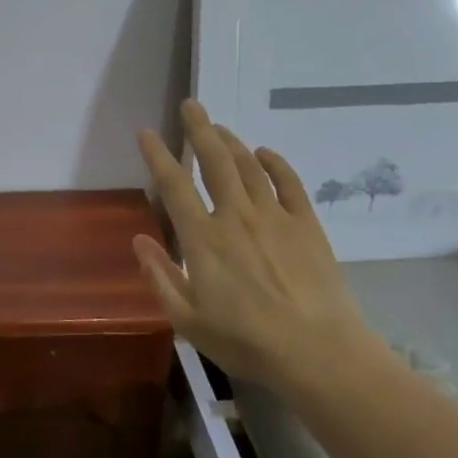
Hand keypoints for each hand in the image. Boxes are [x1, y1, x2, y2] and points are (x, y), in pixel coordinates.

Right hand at [134, 101, 377, 390]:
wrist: (318, 352)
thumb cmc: (246, 341)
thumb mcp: (187, 320)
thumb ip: (160, 277)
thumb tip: (139, 240)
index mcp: (203, 239)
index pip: (174, 185)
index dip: (157, 156)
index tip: (147, 133)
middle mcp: (236, 216)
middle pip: (214, 161)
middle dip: (199, 129)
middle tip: (190, 105)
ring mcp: (275, 217)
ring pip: (248, 166)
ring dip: (231, 141)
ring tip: (219, 126)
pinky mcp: (306, 225)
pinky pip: (289, 183)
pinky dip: (275, 163)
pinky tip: (265, 153)